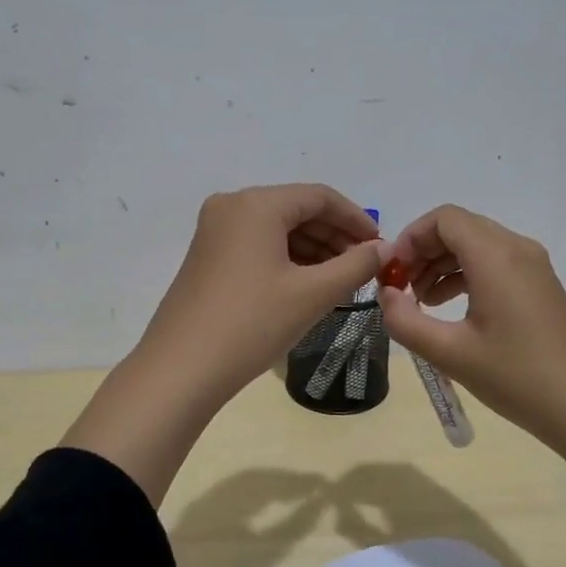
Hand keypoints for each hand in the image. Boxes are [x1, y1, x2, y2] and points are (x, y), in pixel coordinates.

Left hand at [63, 185, 383, 505]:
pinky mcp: (207, 257)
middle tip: (365, 266)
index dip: (356, 219)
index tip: (381, 246)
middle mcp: (231, 207)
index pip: (319, 197)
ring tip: (342, 280)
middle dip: (335, 236)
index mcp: (255, 204)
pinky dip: (287, 260)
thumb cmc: (252, 324)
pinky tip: (308, 285)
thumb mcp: (312, 294)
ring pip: (276, 229)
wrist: (181, 369)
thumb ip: (355, 265)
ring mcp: (214, 232)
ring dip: (313, 250)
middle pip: (296, 210)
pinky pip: (257, 246)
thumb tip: (384, 249)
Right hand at [377, 205, 565, 449]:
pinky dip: (465, 275)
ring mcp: (533, 266)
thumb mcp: (450, 353)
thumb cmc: (517, 377)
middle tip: (400, 289)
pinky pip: (494, 263)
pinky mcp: (540, 286)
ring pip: (476, 245)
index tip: (391, 274)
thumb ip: (405, 321)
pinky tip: (450, 309)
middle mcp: (516, 249)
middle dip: (422, 252)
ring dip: (442, 264)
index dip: (409, 238)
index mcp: (495, 256)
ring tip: (420, 303)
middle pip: (459, 228)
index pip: (443, 219)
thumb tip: (385, 295)